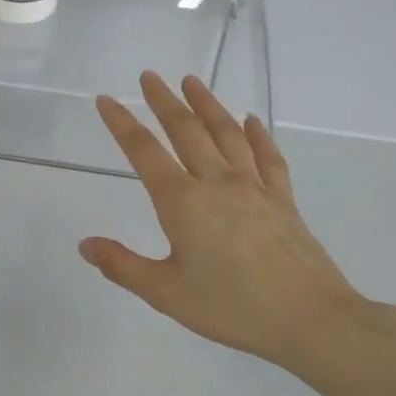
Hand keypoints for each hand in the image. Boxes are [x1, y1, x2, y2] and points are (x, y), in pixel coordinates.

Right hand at [79, 72, 388, 377]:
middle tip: (149, 76)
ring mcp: (254, 186)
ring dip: (207, 104)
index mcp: (182, 202)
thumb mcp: (166, 293)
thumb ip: (123, 266)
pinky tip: (249, 120)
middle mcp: (216, 182)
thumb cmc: (232, 307)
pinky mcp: (282, 198)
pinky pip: (266, 156)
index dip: (121, 123)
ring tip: (192, 81)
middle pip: (186, 130)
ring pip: (226, 133)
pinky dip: (256, 134)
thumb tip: (85, 245)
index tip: (106, 100)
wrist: (310, 318)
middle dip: (164, 101)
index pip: (144, 152)